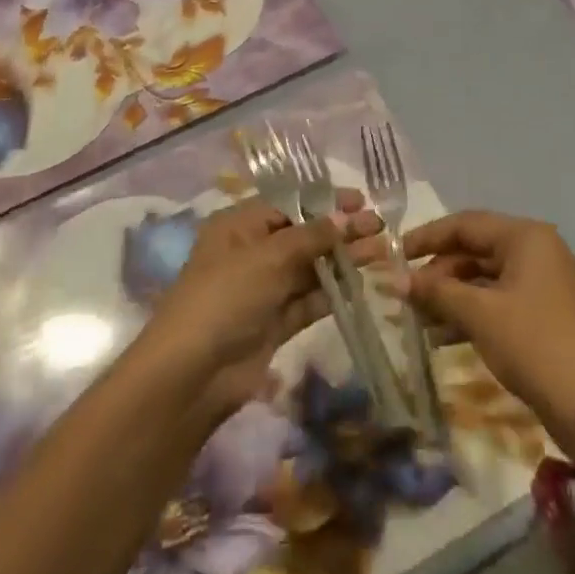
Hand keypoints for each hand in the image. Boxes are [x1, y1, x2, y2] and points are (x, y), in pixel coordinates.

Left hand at [143, 195, 380, 416]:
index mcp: (239, 225)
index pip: (289, 203)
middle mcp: (252, 252)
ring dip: (343, 259)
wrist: (193, 374)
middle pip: (303, 234)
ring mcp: (264, 289)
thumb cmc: (226, 296)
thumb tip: (345, 217)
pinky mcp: (275, 323)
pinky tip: (363, 284)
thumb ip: (312, 236)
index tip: (361, 200)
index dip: (325, 200)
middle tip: (380, 227)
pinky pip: (309, 300)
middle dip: (340, 230)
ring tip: (381, 252)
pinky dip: (334, 291)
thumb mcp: (269, 256)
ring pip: (310, 267)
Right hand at [402, 211, 574, 455]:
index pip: (466, 224)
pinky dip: (468, 312)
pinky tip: (440, 337)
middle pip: (474, 249)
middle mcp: (533, 250)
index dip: (428, 237)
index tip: (395, 254)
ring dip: (449, 296)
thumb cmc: (531, 342)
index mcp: (524, 237)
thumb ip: (436, 292)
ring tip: (417, 319)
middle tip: (405, 294)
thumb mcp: (479, 313)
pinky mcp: (538, 312)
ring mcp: (538, 282)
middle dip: (438, 272)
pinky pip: (494, 300)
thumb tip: (395, 280)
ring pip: (482, 277)